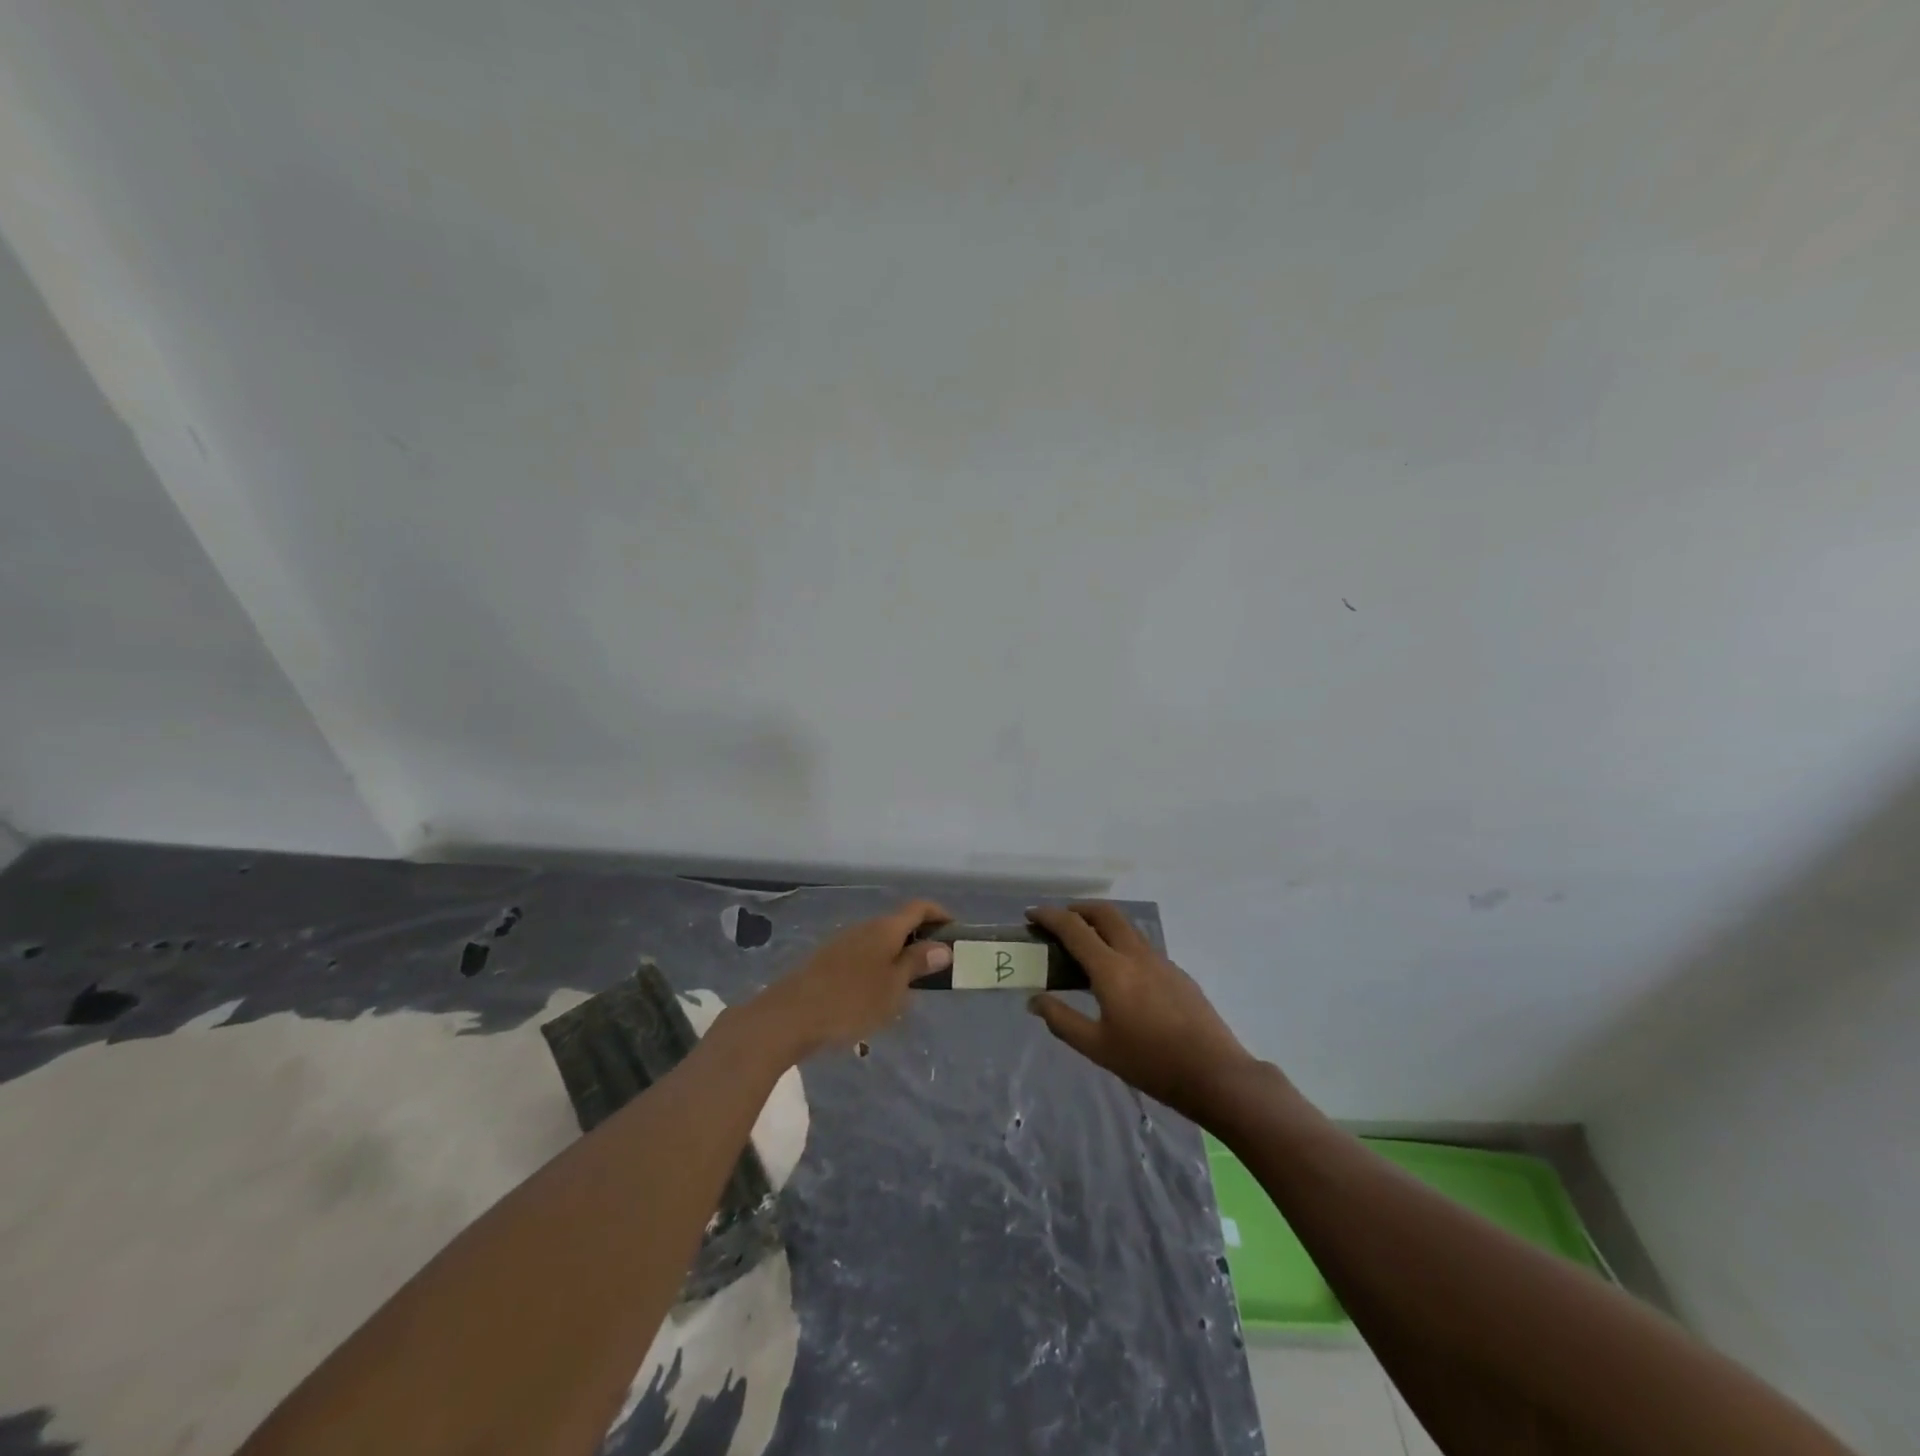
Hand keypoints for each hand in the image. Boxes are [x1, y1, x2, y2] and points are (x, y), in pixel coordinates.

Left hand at [748, 900, 952, 1058]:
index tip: (956, 933)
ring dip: (898, 956)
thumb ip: (917, 963)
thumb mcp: (893, 987)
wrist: (789, 1016)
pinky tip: (876, 997)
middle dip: (920, 940)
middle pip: (899, 923)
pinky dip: (878, 968)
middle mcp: (864, 927)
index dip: (940, 914)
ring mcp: (843, 943)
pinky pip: (863, 957)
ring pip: (880, 942)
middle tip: (936, 967)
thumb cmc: (850, 1001)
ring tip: (909, 988)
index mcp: (885, 928)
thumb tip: (942, 946)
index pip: (919, 907)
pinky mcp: (827, 961)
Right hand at [1027, 903, 1256, 1121]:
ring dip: (1101, 924)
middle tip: (1059, 922)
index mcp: (1111, 969)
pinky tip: (1119, 975)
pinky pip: (1141, 945)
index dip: (1049, 916)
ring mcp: (1160, 960)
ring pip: (1126, 927)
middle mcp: (1135, 954)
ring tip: (1086, 946)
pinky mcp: (1176, 972)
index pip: (1074, 928)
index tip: (1031, 915)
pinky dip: (1120, 943)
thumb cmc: (1150, 1062)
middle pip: (1104, 913)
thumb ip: (1062, 1020)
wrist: (1214, 1073)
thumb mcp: (1097, 1047)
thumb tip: (1035, 1000)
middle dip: (1078, 909)